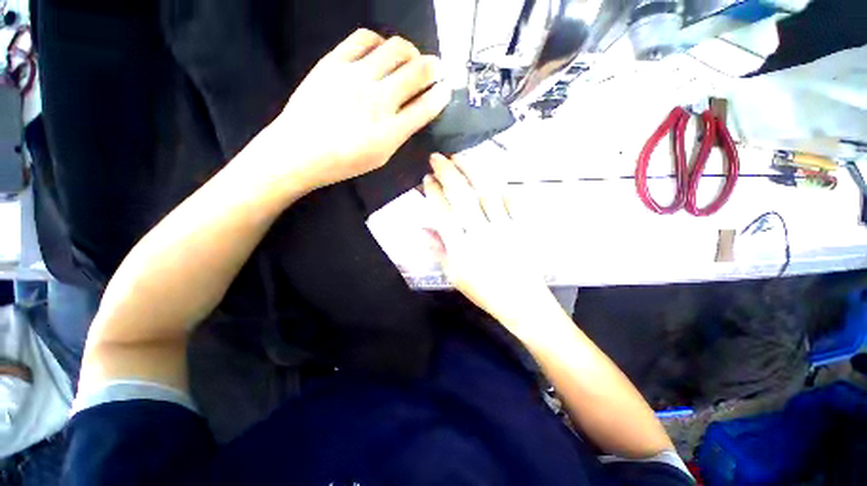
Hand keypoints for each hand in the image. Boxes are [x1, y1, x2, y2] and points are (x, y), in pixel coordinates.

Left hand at [255, 29, 449, 193]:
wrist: (299, 151)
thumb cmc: (343, 162)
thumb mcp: (380, 156)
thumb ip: (401, 133)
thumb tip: (415, 111)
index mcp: (390, 131)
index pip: (426, 106)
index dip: (441, 96)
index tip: (446, 90)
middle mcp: (378, 99)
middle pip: (416, 72)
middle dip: (433, 68)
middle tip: (435, 69)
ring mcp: (356, 76)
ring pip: (395, 49)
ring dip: (411, 52)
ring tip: (410, 59)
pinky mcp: (334, 62)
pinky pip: (364, 39)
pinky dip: (380, 41)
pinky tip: (381, 51)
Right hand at [423, 153, 557, 330]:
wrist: (522, 302)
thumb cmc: (484, 291)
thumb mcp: (455, 276)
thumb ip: (438, 251)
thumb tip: (422, 230)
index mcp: (461, 248)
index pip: (443, 212)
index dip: (433, 192)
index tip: (427, 179)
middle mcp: (480, 233)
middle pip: (462, 196)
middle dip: (448, 173)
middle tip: (439, 157)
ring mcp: (503, 228)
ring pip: (486, 192)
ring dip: (473, 170)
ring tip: (462, 157)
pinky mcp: (520, 227)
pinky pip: (510, 200)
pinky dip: (499, 184)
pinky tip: (489, 174)